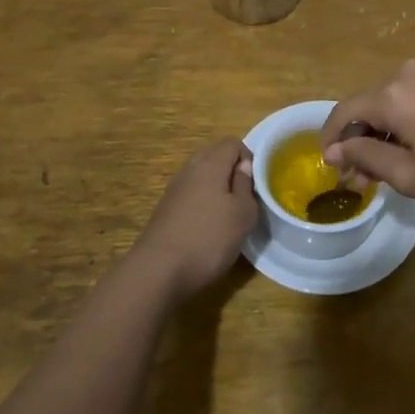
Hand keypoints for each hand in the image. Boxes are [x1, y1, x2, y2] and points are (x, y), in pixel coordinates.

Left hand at [131, 138, 257, 299]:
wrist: (158, 270)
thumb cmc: (209, 238)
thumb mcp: (243, 214)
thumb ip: (246, 185)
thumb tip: (243, 166)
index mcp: (210, 163)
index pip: (233, 142)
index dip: (249, 158)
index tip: (256, 184)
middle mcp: (189, 169)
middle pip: (214, 156)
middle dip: (231, 172)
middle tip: (244, 198)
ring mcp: (174, 188)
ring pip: (201, 176)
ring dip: (216, 189)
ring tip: (227, 215)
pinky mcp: (165, 208)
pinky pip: (190, 194)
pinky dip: (201, 203)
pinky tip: (206, 227)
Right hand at [320, 60, 414, 206]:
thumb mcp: (410, 174)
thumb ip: (366, 158)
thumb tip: (335, 151)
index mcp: (391, 95)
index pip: (344, 111)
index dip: (330, 139)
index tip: (328, 167)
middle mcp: (404, 76)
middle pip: (365, 107)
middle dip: (356, 142)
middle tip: (356, 181)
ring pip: (387, 107)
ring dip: (377, 137)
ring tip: (379, 176)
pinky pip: (407, 104)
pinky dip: (398, 128)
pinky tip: (404, 156)